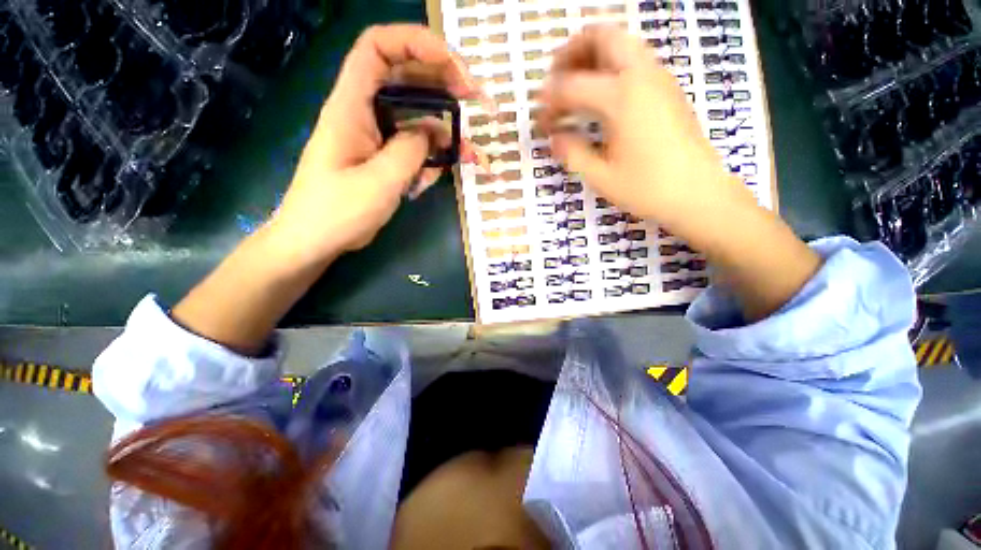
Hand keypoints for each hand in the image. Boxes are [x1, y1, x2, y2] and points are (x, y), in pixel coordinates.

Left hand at [172, 26, 485, 352]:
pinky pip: (414, 148)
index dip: (417, 43)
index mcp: (351, 106)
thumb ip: (410, 150)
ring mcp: (376, 137)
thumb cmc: (337, 212)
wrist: (316, 240)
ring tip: (471, 154)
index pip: (378, 48)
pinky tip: (438, 176)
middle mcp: (364, 113)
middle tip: (476, 102)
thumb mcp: (379, 181)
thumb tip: (433, 132)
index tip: (455, 67)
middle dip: (443, 84)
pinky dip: (431, 159)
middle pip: (405, 78)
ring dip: (445, 132)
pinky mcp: (384, 158)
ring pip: (416, 118)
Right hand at [542, 25, 820, 320]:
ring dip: (594, 56)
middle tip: (554, 75)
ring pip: (624, 45)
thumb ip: (572, 154)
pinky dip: (612, 71)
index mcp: (622, 101)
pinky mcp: (670, 95)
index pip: (571, 87)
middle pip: (604, 37)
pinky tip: (602, 99)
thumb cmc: (652, 195)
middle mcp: (643, 79)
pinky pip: (637, 66)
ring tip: (573, 83)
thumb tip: (554, 139)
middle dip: (573, 50)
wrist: (706, 201)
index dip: (548, 101)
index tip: (537, 119)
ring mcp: (661, 82)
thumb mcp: (601, 180)